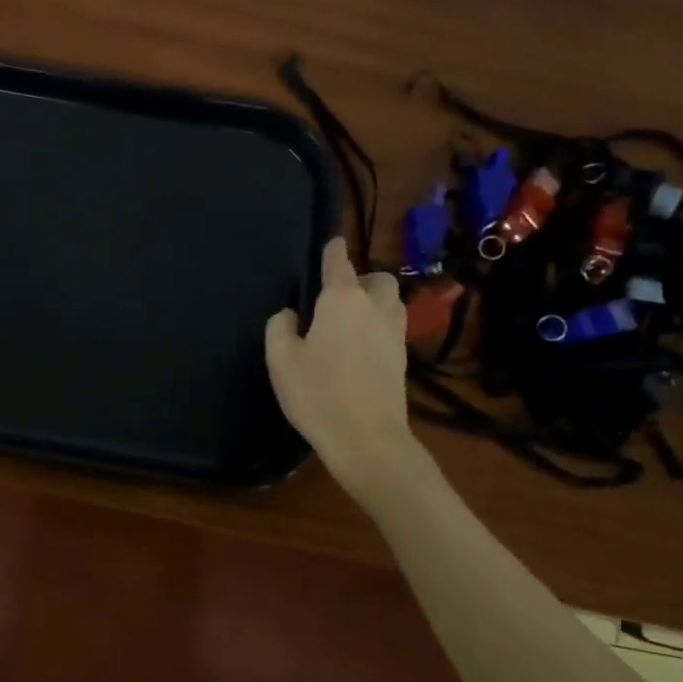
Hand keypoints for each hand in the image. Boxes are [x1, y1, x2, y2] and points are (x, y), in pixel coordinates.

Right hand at [265, 238, 417, 495]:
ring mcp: (394, 334)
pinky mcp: (402, 360)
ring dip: (375, 301)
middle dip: (362, 278)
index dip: (333, 250)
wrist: (367, 438)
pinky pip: (392, 328)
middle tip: (339, 295)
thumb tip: (290, 315)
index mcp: (342, 300)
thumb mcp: (280, 359)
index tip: (332, 243)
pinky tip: (359, 346)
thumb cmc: (318, 393)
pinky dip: (379, 327)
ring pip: (392, 302)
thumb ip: (280, 327)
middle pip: (378, 279)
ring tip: (352, 319)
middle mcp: (374, 308)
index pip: (339, 263)